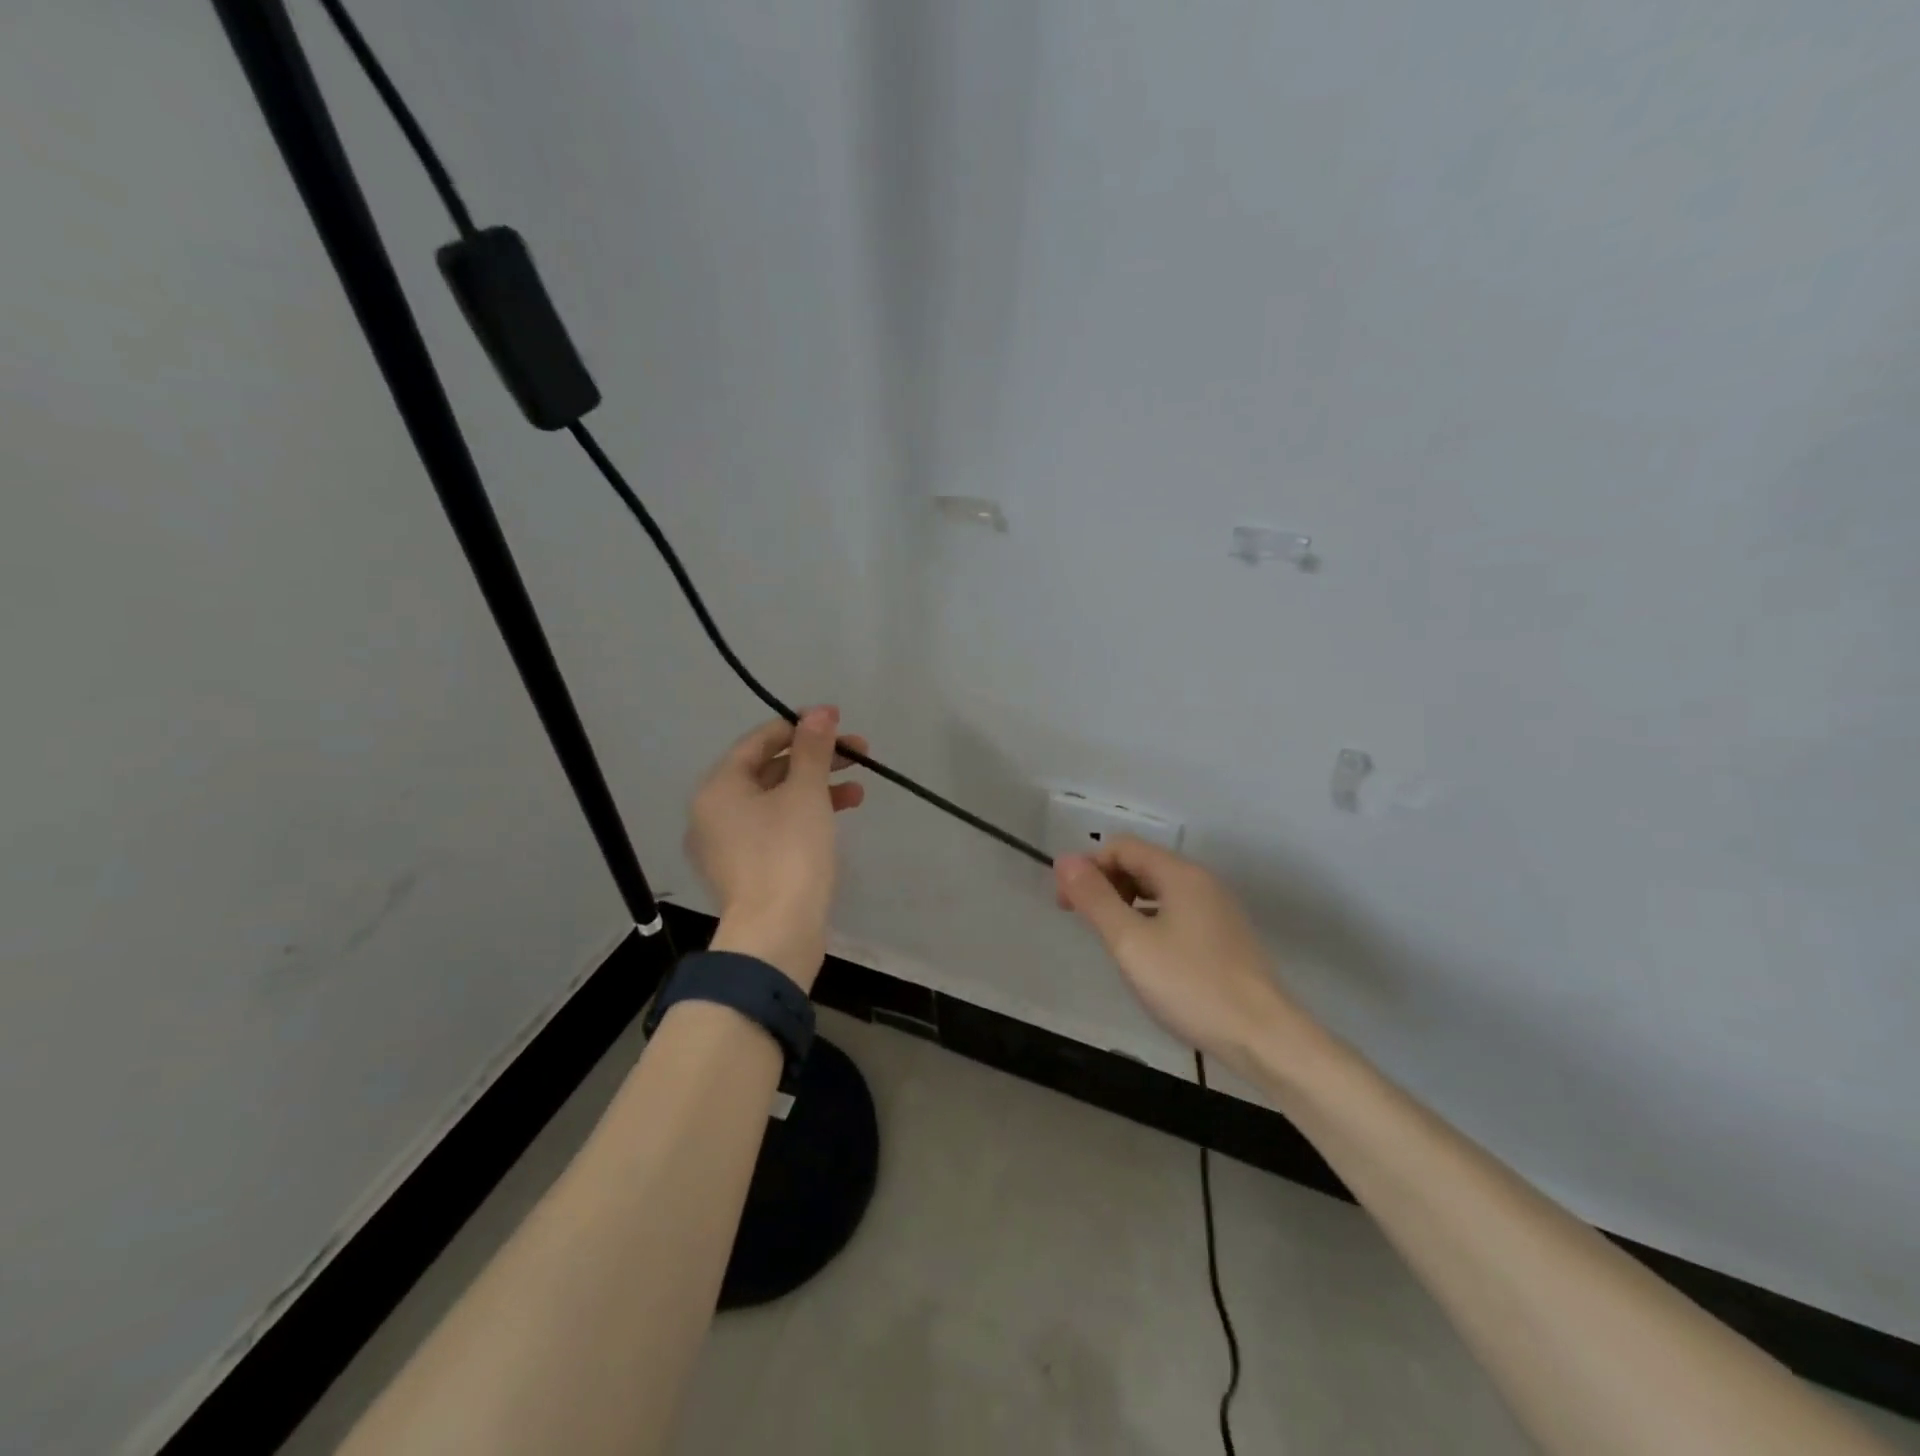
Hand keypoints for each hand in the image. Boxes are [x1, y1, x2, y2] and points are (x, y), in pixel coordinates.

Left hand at [686, 708, 866, 990]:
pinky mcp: (745, 870)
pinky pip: (774, 828)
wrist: (776, 934)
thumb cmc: (788, 853)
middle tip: (859, 754)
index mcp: (719, 787)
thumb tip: (820, 711)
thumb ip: (813, 748)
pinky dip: (804, 818)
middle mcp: (713, 812)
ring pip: (775, 801)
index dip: (801, 727)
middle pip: (769, 770)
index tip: (839, 723)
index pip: (760, 740)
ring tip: (859, 791)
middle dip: (816, 759)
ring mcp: (726, 845)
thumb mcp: (806, 793)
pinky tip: (836, 819)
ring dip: (817, 789)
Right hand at [1055, 838, 1311, 1071]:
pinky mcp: (1225, 936)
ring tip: (1109, 939)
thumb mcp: (1130, 942)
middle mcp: (1201, 882)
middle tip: (1081, 921)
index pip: (1122, 847)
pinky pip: (1176, 911)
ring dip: (1126, 903)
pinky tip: (1145, 954)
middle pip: (1141, 864)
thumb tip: (1065, 861)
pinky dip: (1150, 920)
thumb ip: (1095, 899)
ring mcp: (1217, 909)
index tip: (1067, 903)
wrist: (1264, 1037)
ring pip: (1159, 890)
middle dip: (1105, 884)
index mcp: (1180, 874)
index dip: (1088, 867)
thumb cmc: (1191, 985)